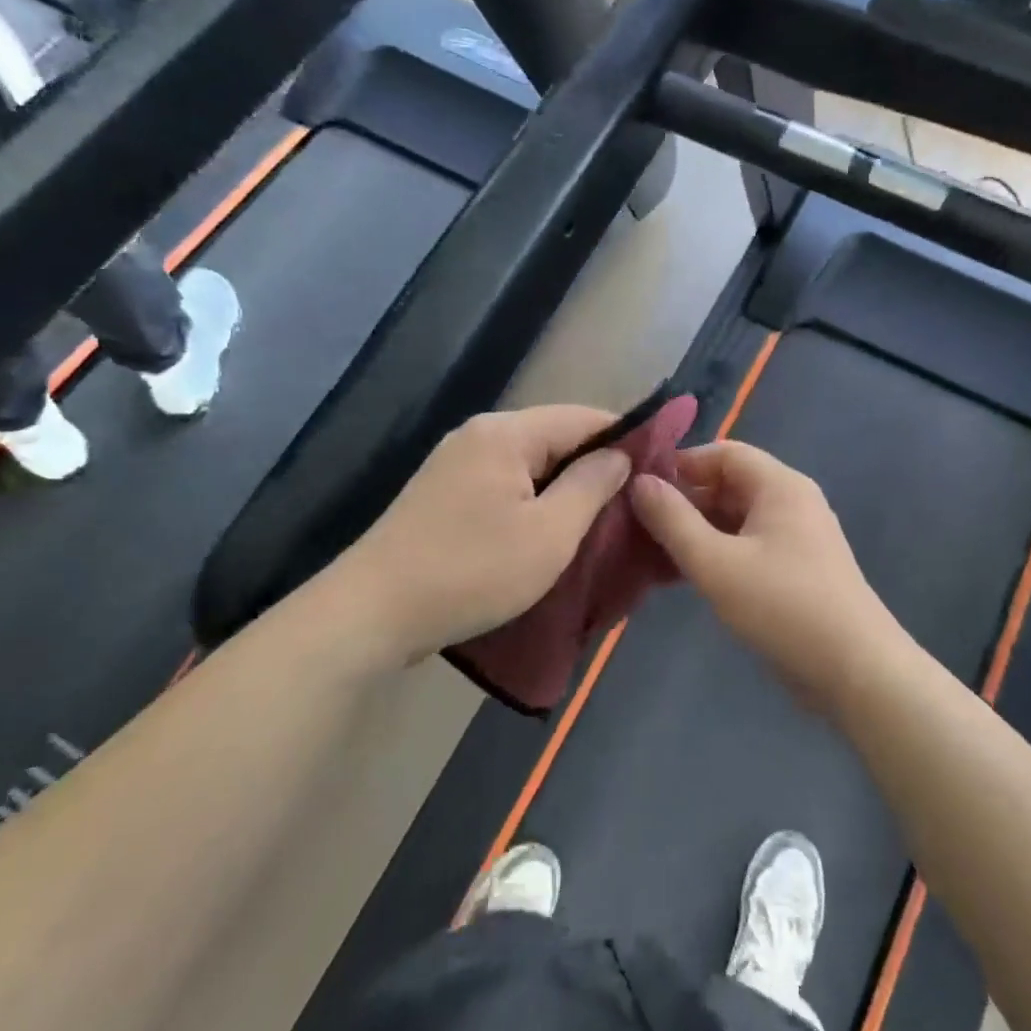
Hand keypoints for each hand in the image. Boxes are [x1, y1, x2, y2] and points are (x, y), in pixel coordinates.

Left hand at [323, 405, 630, 662]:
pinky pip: (505, 482)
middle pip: (555, 436)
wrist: (372, 613)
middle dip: (596, 464)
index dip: (625, 437)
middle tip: (634, 500)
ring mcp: (456, 463)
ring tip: (601, 517)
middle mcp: (479, 435)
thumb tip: (620, 455)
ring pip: (530, 462)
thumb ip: (591, 485)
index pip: (582, 417)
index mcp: (506, 433)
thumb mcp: (549, 534)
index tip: (658, 467)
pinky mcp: (443, 493)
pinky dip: (534, 498)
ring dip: (565, 485)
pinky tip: (551, 526)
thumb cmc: (471, 571)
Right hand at [630, 441, 911, 713]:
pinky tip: (680, 577)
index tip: (640, 488)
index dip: (680, 465)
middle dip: (683, 502)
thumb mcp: (716, 562)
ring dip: (695, 532)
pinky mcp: (795, 570)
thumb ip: (673, 521)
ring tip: (649, 553)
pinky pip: (746, 546)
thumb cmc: (783, 607)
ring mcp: (796, 537)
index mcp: (779, 485)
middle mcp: (791, 501)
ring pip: (734, 519)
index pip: (723, 453)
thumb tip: (639, 482)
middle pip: (728, 485)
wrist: (855, 672)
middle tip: (636, 525)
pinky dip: (715, 554)